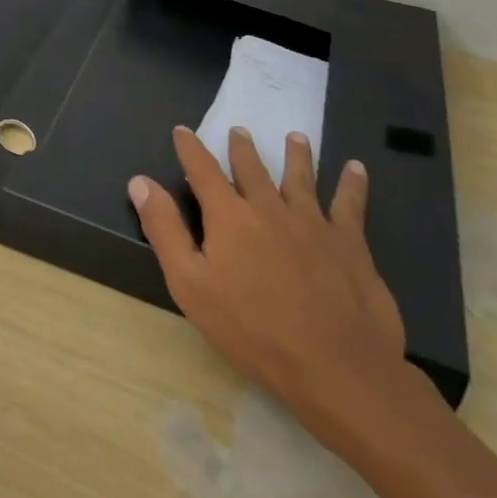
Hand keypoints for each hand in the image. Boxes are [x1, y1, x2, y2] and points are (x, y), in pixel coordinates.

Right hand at [130, 126, 409, 449]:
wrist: (335, 367)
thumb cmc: (252, 330)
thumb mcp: (190, 284)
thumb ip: (164, 229)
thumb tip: (140, 181)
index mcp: (229, 215)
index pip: (203, 169)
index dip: (190, 148)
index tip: (182, 130)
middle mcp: (269, 207)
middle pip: (253, 168)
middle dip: (242, 148)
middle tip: (239, 130)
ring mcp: (312, 222)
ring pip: (301, 177)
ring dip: (296, 155)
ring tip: (295, 138)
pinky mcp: (349, 244)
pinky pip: (350, 204)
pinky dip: (352, 184)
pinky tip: (356, 169)